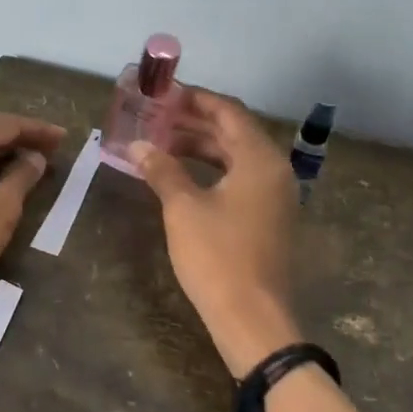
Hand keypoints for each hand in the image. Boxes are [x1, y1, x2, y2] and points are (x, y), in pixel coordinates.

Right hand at [132, 89, 301, 376]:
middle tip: (155, 117)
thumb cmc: (217, 256)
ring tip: (160, 144)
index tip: (164, 94)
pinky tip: (181, 177)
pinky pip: (238, 180)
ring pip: (235, 158)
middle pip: (234, 133)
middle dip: (194, 123)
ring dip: (200, 147)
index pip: (228, 112)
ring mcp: (274, 197)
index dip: (196, 99)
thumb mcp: (183, 208)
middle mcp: (274, 171)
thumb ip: (162, 170)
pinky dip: (210, 171)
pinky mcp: (267, 219)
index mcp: (260, 159)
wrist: (252, 317)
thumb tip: (138, 146)